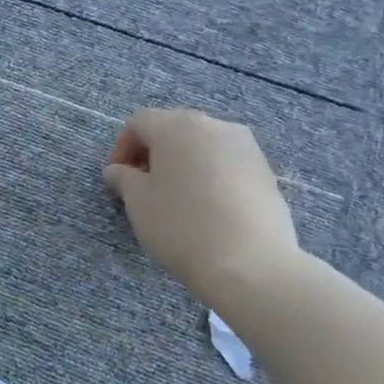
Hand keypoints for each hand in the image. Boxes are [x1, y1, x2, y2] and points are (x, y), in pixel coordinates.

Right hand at [103, 107, 300, 305]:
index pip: (140, 122)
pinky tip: (204, 208)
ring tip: (174, 199)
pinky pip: (225, 164)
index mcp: (178, 126)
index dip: (122, 147)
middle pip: (173, 129)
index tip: (117, 178)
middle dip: (152, 154)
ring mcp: (246, 147)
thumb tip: (118, 171)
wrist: (248, 261)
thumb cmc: (180, 224)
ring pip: (202, 146)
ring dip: (181, 164)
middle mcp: (215, 126)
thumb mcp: (138, 202)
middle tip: (141, 187)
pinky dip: (208, 176)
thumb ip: (123, 178)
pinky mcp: (265, 171)